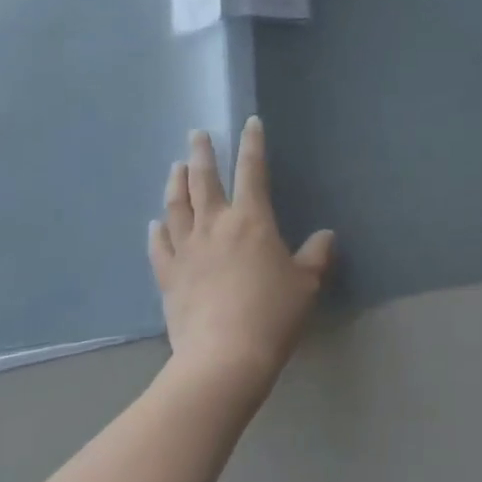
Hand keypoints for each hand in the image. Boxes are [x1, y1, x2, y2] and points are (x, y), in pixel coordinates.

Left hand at [150, 118, 334, 393]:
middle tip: (196, 134)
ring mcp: (187, 250)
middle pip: (204, 180)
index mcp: (251, 220)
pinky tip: (155, 222)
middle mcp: (215, 225)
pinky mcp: (169, 277)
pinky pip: (159, 246)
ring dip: (176, 182)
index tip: (249, 123)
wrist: (224, 359)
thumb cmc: (272, 314)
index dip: (252, 143)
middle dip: (201, 153)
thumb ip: (317, 255)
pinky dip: (157, 231)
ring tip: (176, 166)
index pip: (252, 170)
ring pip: (177, 206)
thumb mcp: (306, 284)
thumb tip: (326, 236)